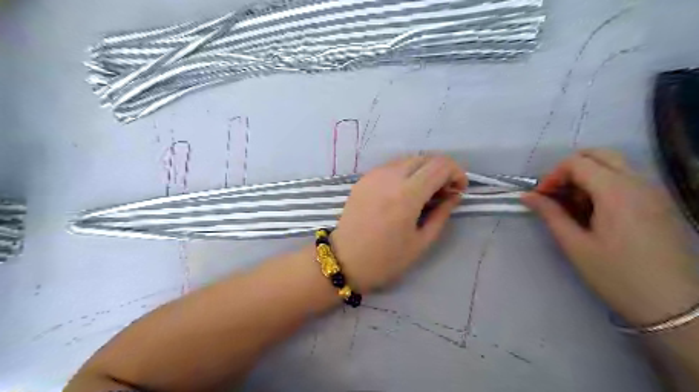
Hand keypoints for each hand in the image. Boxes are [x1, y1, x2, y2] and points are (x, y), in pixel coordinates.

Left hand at [331, 155, 465, 292]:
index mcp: (406, 194)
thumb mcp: (421, 242)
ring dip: (423, 170)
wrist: (344, 260)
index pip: (440, 165)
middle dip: (441, 171)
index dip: (456, 173)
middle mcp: (389, 177)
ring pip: (408, 159)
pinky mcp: (363, 179)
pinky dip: (405, 173)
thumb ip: (441, 214)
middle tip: (443, 193)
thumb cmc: (385, 259)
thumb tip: (454, 196)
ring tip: (424, 193)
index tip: (459, 190)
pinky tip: (404, 192)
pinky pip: (391, 166)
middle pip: (425, 158)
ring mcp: (374, 175)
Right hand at [524, 149, 698, 326]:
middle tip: (557, 194)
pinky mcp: (660, 203)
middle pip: (598, 155)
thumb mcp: (575, 245)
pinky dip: (604, 184)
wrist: (674, 305)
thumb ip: (550, 214)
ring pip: (614, 165)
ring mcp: (654, 192)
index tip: (541, 197)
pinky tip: (596, 212)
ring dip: (587, 176)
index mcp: (616, 192)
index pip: (577, 162)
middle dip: (570, 169)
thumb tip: (527, 196)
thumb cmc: (617, 275)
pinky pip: (627, 179)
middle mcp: (639, 183)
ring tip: (574, 205)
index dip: (552, 176)